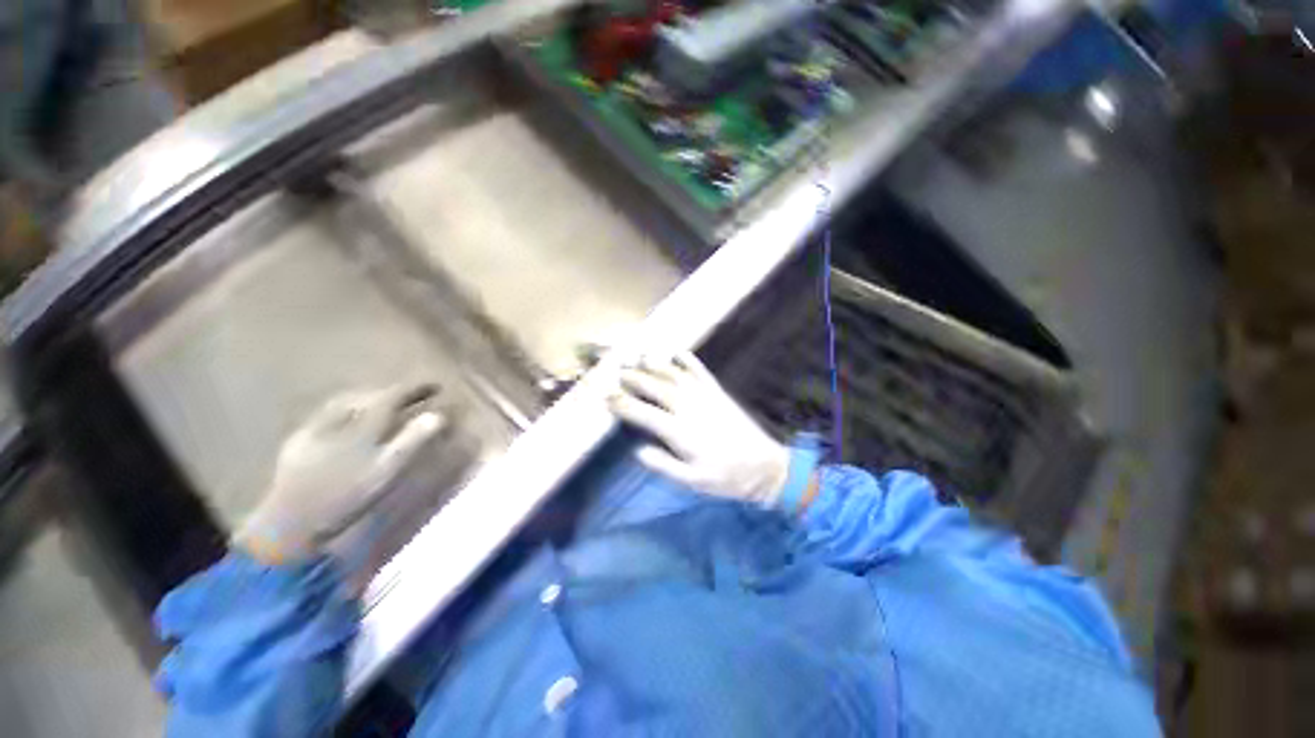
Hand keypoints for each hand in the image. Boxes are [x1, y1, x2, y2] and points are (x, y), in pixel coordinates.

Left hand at [236, 385, 445, 564]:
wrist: (289, 524)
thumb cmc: (345, 498)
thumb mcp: (385, 472)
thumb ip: (411, 442)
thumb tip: (437, 416)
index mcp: (361, 426)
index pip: (392, 397)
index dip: (415, 389)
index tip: (435, 386)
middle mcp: (337, 420)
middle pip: (368, 396)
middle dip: (392, 393)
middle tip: (412, 396)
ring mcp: (313, 429)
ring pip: (346, 402)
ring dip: (369, 398)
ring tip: (385, 404)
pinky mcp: (297, 441)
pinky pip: (327, 414)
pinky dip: (347, 410)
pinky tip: (350, 421)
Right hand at [608, 352, 790, 507]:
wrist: (763, 466)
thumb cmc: (725, 477)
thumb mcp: (691, 481)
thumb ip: (663, 465)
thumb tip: (638, 450)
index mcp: (679, 432)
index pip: (644, 414)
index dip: (623, 404)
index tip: (606, 396)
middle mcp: (689, 408)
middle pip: (656, 388)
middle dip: (634, 378)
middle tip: (617, 371)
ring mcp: (705, 396)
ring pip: (674, 375)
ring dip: (655, 365)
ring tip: (639, 357)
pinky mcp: (718, 392)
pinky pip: (700, 371)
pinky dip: (688, 360)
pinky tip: (677, 352)